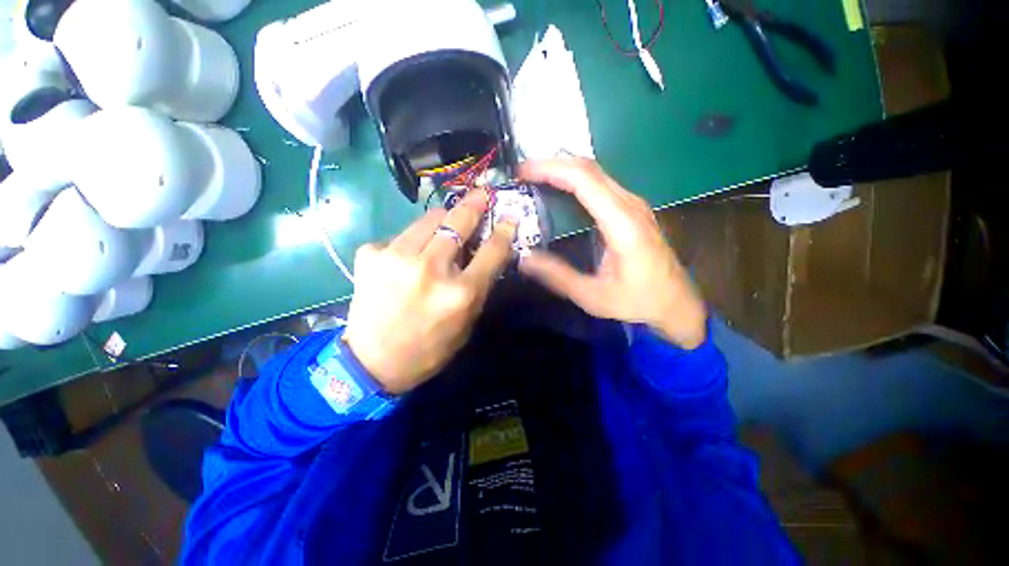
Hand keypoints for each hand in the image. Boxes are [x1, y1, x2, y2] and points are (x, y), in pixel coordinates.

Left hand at [342, 189, 516, 394]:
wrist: (373, 361)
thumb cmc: (430, 347)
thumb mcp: (467, 322)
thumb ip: (479, 285)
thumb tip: (485, 250)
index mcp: (460, 293)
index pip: (491, 250)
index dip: (503, 230)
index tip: (508, 216)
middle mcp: (430, 269)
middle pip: (458, 221)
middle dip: (474, 204)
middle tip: (482, 194)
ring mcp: (396, 258)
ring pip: (429, 218)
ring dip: (443, 220)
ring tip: (445, 228)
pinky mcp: (370, 254)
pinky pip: (403, 235)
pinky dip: (413, 241)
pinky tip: (408, 258)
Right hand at [517, 159, 706, 348]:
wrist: (676, 304)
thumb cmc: (637, 301)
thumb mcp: (592, 296)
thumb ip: (557, 276)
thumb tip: (524, 259)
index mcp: (622, 223)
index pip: (583, 179)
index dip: (550, 169)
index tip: (522, 172)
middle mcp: (630, 205)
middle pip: (588, 168)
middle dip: (551, 164)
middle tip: (522, 174)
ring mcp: (634, 204)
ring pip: (595, 172)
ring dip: (563, 169)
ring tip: (534, 178)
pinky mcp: (632, 209)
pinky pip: (600, 183)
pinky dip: (575, 180)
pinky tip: (560, 189)